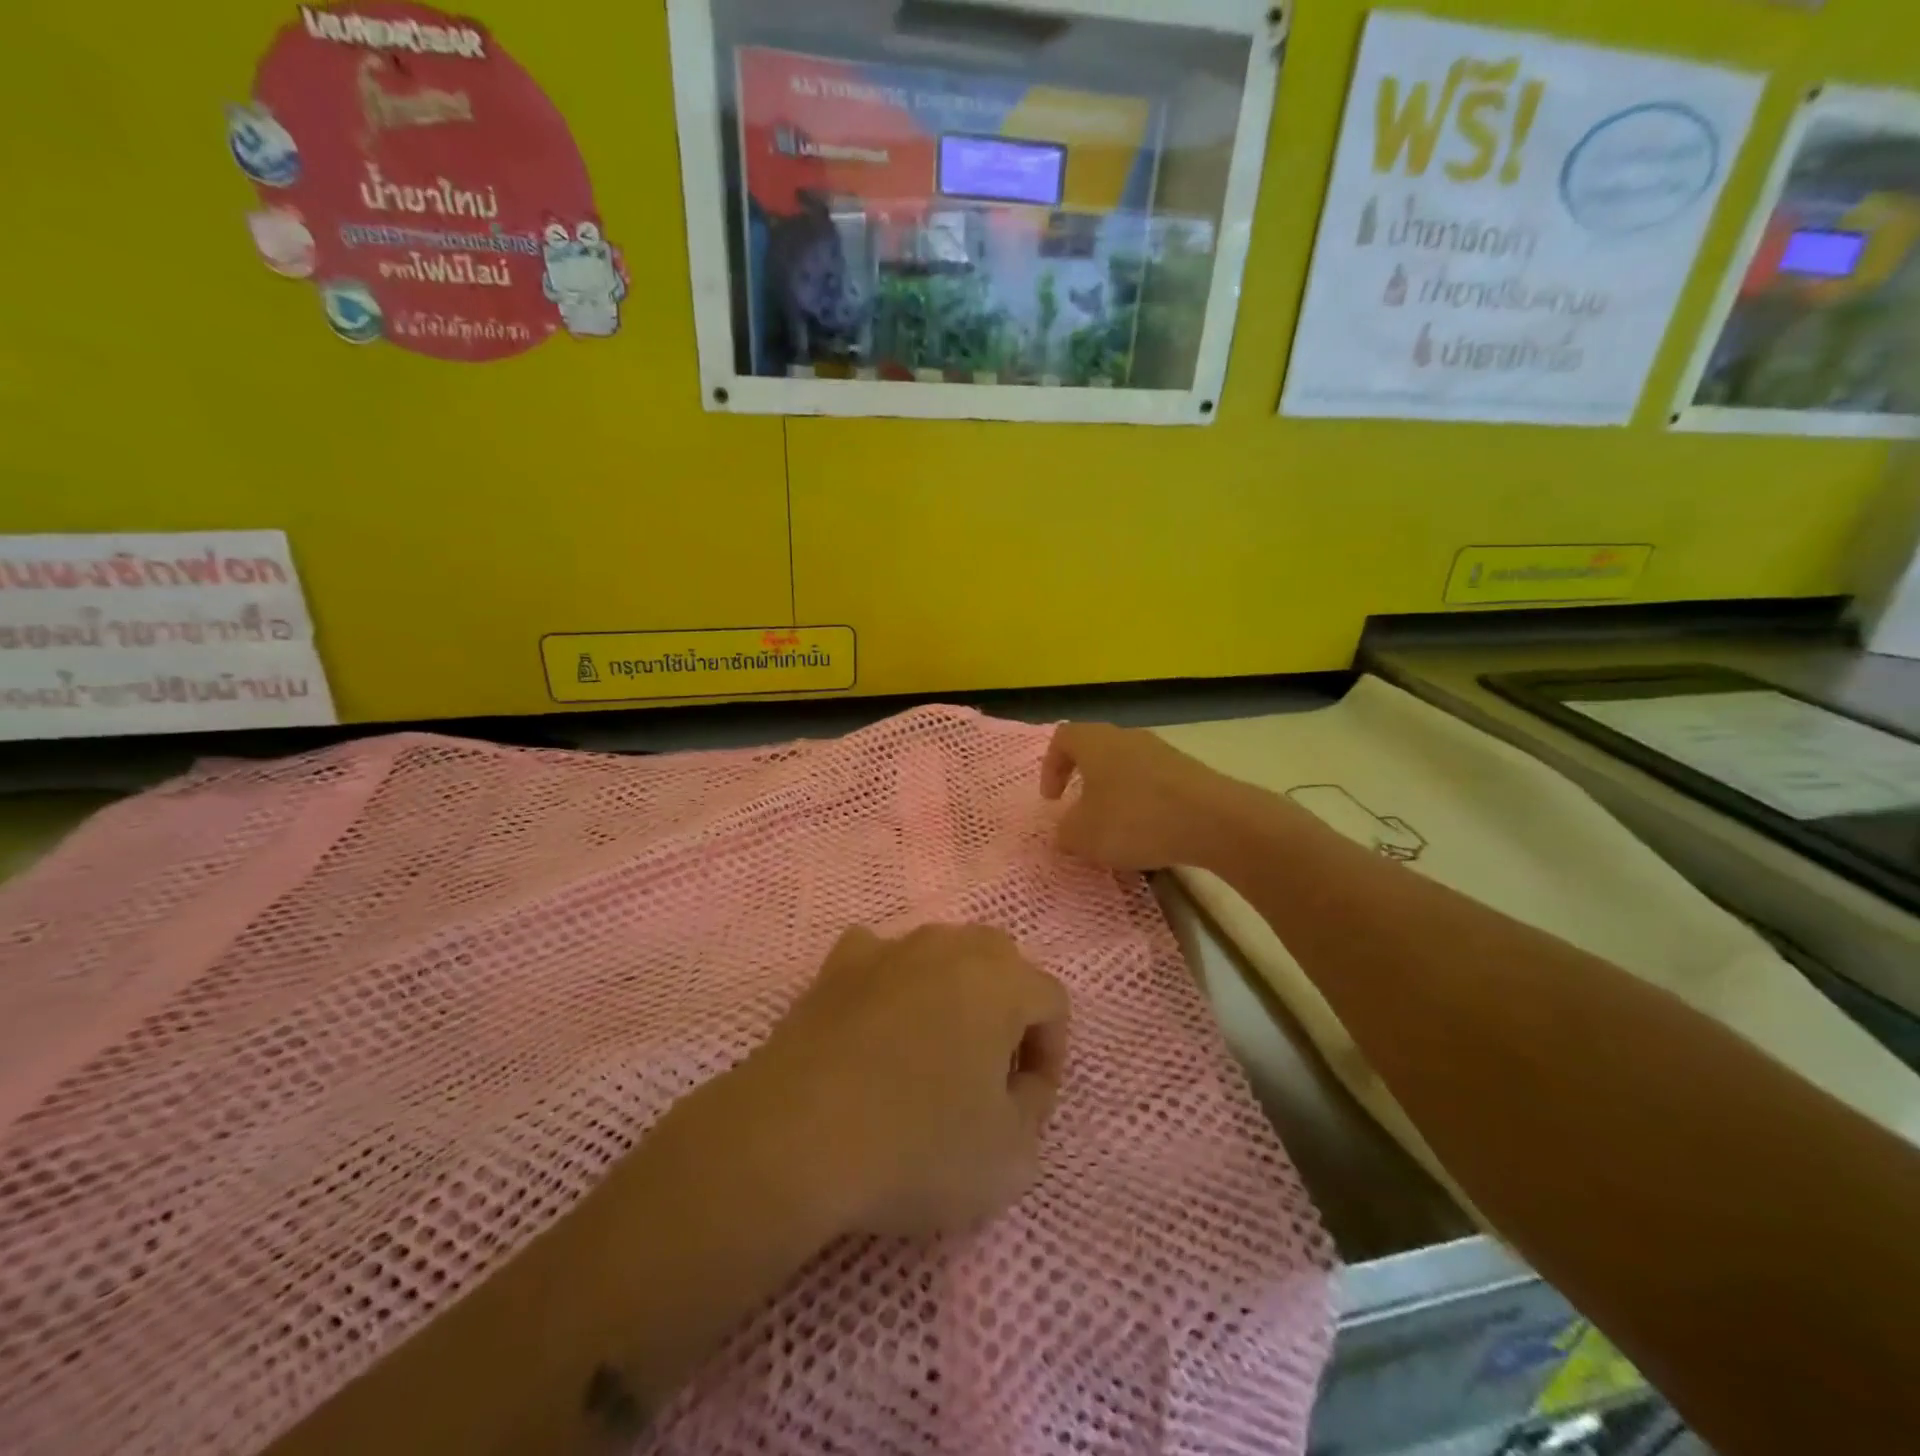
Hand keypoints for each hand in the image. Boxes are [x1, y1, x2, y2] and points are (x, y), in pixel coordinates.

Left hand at [748, 924, 1069, 1239]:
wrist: (795, 1137)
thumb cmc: (917, 1146)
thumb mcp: (1011, 1155)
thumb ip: (1034, 1104)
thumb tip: (1019, 1078)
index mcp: (1001, 979)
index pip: (1051, 1001)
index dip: (1050, 1055)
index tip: (1026, 1103)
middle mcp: (949, 946)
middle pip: (1001, 963)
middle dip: (1007, 1013)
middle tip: (987, 1072)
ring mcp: (888, 948)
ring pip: (941, 955)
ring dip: (952, 994)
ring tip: (932, 1053)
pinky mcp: (836, 965)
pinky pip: (881, 960)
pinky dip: (891, 984)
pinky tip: (878, 1026)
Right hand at [1040, 722, 1238, 871]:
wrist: (1214, 820)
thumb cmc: (1134, 819)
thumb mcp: (1083, 835)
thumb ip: (1065, 831)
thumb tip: (1065, 830)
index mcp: (1094, 742)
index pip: (1062, 738)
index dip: (1051, 767)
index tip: (1053, 800)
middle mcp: (1127, 737)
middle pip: (1096, 750)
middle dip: (1084, 780)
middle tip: (1081, 811)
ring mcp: (1162, 752)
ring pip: (1126, 767)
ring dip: (1116, 794)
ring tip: (1117, 829)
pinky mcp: (1189, 772)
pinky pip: (1154, 783)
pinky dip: (1144, 804)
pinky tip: (1150, 833)